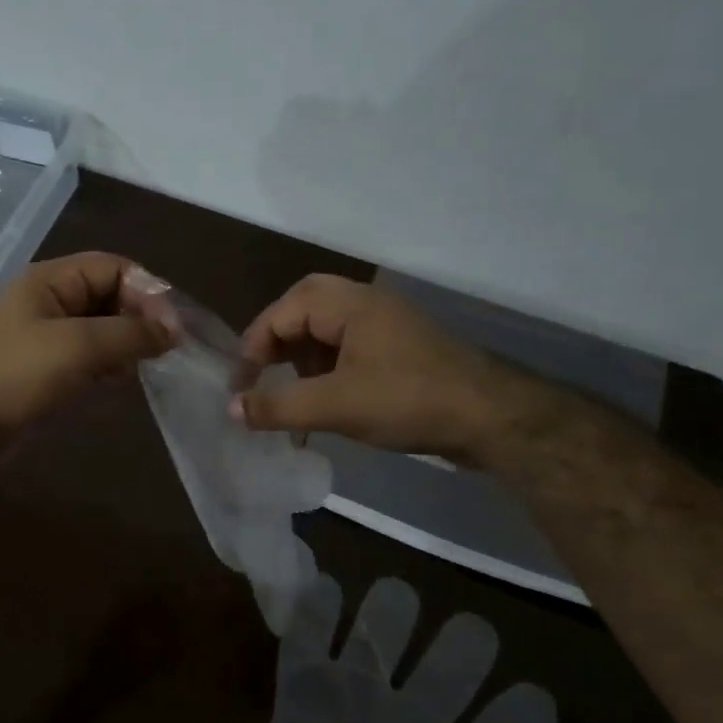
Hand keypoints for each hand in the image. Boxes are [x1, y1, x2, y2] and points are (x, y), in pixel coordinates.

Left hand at [0, 252, 179, 444]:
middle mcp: (50, 301)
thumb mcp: (79, 346)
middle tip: (168, 348)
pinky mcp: (47, 368)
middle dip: (141, 317)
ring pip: (102, 328)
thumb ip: (131, 333)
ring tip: (150, 364)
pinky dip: (110, 364)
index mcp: (51, 280)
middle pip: (110, 295)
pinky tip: (124, 381)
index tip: (173, 327)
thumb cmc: (19, 375)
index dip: (148, 291)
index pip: (114, 268)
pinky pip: (90, 356)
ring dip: (128, 343)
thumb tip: (173, 332)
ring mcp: (47, 336)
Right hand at [214, 572, 560, 722]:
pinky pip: (310, 640)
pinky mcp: (304, 688)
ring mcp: (354, 700)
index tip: (535, 697)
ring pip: (380, 642)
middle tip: (472, 631)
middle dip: (461, 650)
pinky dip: (316, 613)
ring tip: (399, 595)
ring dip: (388, 617)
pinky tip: (327, 589)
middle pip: (444, 676)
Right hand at [232, 274, 530, 461]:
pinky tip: (326, 399)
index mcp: (349, 304)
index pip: (283, 311)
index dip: (254, 347)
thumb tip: (230, 409)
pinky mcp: (401, 349)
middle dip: (277, 341)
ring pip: (328, 328)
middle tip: (262, 373)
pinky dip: (327, 367)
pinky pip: (350, 347)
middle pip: (304, 308)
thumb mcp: (335, 406)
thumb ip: (278, 405)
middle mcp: (366, 304)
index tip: (241, 386)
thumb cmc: (408, 401)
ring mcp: (387, 325)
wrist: (492, 419)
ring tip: (291, 391)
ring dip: (302, 356)